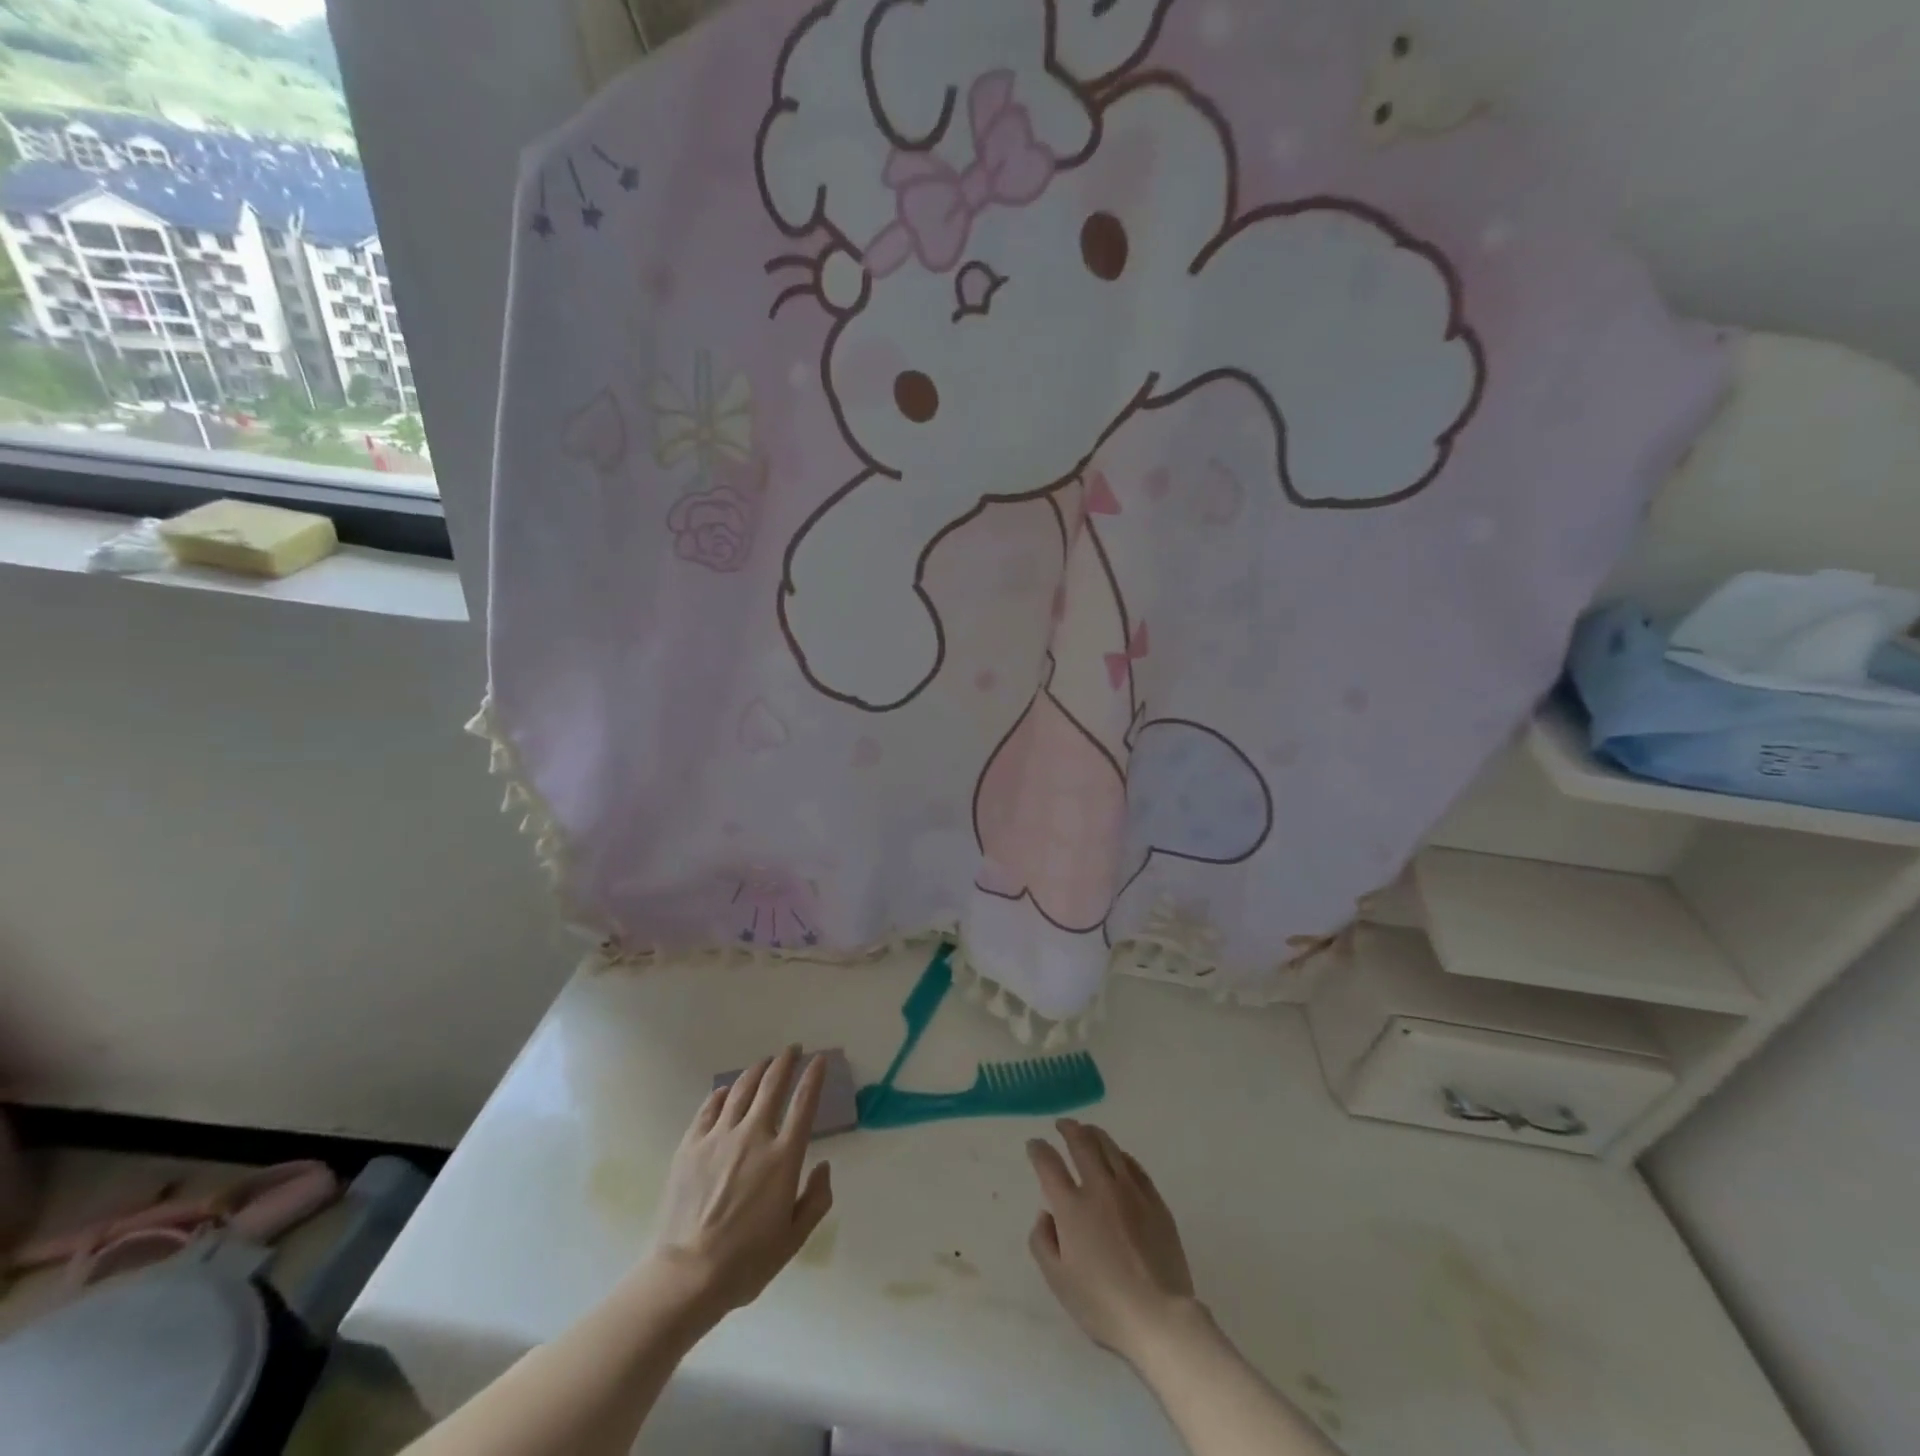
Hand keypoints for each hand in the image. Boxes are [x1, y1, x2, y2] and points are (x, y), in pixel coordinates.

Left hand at [647, 1046, 833, 1322]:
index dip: (813, 1077)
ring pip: (741, 1089)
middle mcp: (753, 1136)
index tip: (819, 1060)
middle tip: (792, 1050)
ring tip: (764, 1063)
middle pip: (772, 1085)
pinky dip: (722, 1094)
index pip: (804, 1104)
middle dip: (785, 1062)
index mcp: (783, 1157)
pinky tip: (727, 1091)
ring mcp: (719, 1138)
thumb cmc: (745, 1263)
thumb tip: (823, 1166)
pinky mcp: (691, 1146)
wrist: (685, 1277)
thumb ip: (816, 1200)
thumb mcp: (793, 1239)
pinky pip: (709, 1108)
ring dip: (756, 1071)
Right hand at [1027, 1119, 1196, 1364]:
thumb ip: (1042, 1242)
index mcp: (1072, 1207)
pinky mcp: (1154, 1200)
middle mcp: (1100, 1188)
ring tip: (1087, 1130)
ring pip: (1109, 1147)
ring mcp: (1130, 1191)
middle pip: (1081, 1143)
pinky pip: (1134, 1165)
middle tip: (1062, 1124)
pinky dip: (1120, 1154)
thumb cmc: (1102, 1304)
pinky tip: (1117, 1156)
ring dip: (1094, 1133)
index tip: (1034, 1144)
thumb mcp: (1058, 1281)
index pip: (1049, 1164)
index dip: (1038, 1150)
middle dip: (1068, 1129)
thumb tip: (1046, 1214)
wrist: (1158, 1317)